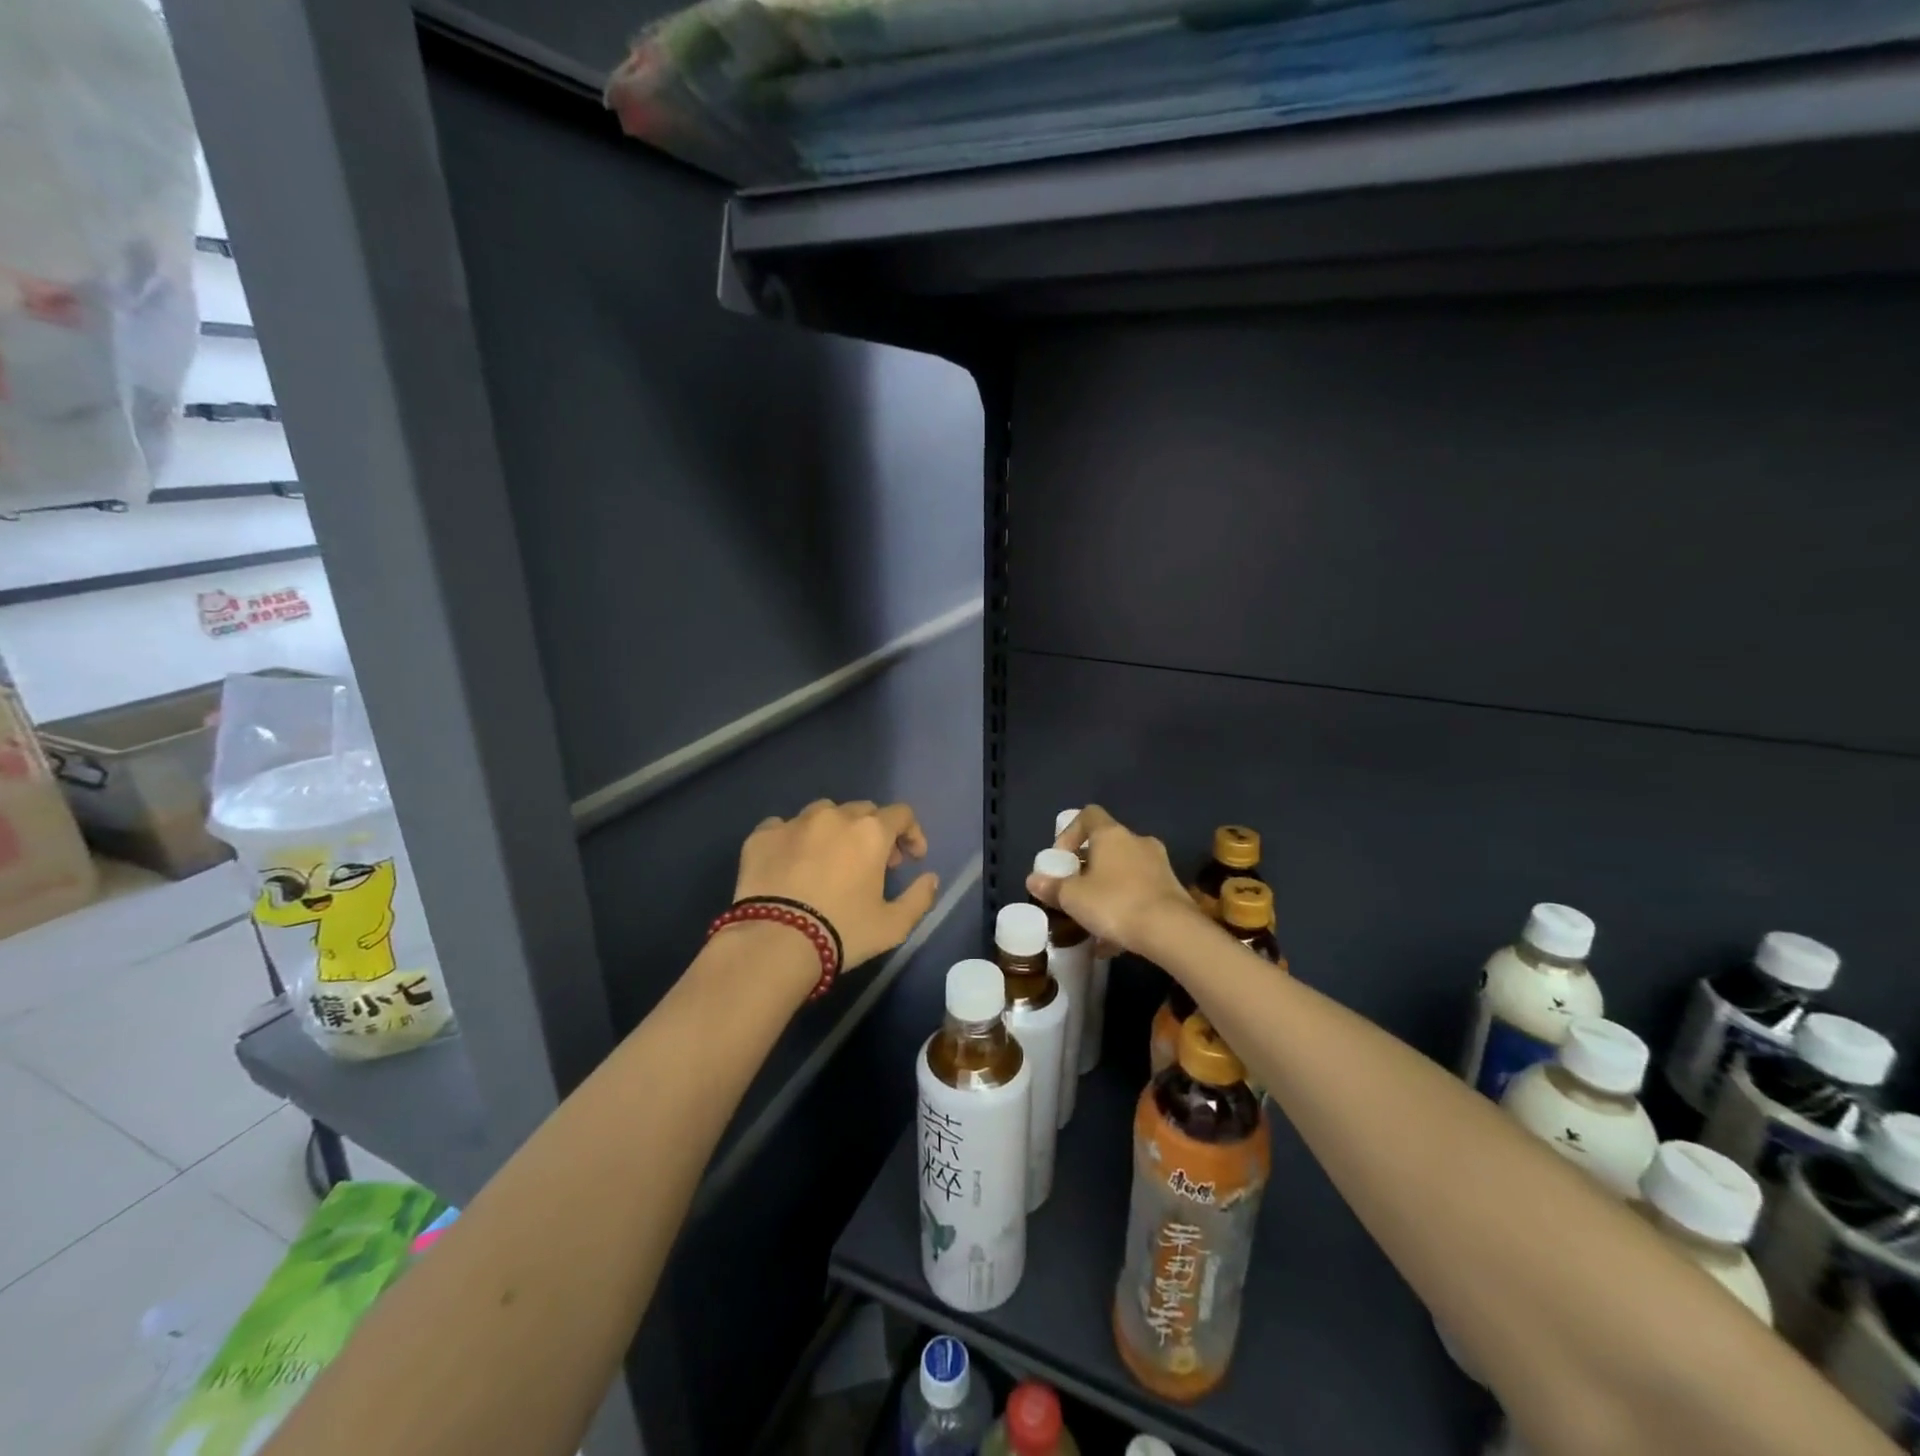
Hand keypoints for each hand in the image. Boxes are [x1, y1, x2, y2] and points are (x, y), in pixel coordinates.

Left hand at [734, 800, 939, 971]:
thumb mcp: (893, 925)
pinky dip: (793, 839)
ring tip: (829, 858)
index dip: (912, 833)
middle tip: (873, 863)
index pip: (902, 814)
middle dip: (874, 832)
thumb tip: (931, 879)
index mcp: (870, 832)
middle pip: (862, 811)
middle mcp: (834, 816)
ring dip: (834, 830)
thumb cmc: (842, 931)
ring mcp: (794, 822)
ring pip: (822, 813)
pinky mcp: (762, 836)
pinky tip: (791, 862)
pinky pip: (783, 826)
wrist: (775, 942)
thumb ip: (920, 898)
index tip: (911, 858)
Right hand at [1027, 805, 1201, 955]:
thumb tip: (1033, 880)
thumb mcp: (1073, 898)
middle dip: (1088, 866)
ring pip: (1125, 870)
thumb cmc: (1114, 903)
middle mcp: (1137, 841)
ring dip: (1107, 888)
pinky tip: (1113, 939)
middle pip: (1107, 844)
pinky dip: (1125, 907)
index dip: (1070, 833)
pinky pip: (1140, 892)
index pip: (1088, 815)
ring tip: (1092, 917)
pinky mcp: (1172, 890)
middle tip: (1074, 889)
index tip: (1061, 859)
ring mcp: (1159, 865)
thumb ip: (1052, 887)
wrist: (1171, 931)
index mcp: (1111, 834)